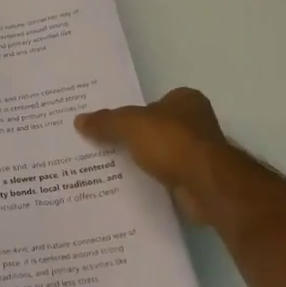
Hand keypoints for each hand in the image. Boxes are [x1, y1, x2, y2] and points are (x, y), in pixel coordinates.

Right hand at [74, 87, 233, 225]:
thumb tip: (79, 120)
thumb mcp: (130, 125)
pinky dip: (152, 181)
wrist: (206, 185)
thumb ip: (106, 121)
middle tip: (103, 145)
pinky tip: (131, 186)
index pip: (153, 102)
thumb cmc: (172, 142)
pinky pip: (166, 176)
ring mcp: (199, 153)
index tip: (109, 124)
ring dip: (143, 161)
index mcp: (185, 100)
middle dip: (135, 138)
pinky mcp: (197, 179)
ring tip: (110, 168)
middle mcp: (196, 123)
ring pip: (161, 154)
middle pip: (156, 128)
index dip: (132, 112)